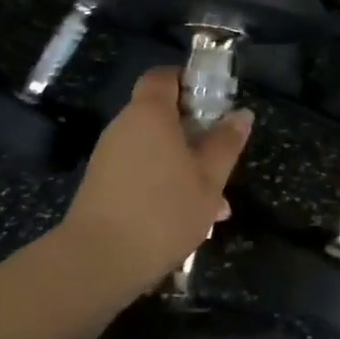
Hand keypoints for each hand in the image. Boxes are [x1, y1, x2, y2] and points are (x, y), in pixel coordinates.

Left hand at [59, 68, 253, 297]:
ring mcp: (109, 158)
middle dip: (194, 131)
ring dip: (184, 164)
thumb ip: (226, 142)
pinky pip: (141, 172)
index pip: (163, 76)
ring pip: (155, 149)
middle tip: (222, 156)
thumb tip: (242, 113)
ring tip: (215, 202)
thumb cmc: (162, 211)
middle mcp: (124, 127)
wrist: (97, 262)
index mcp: (149, 114)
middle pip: (160, 115)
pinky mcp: (102, 187)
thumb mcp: (209, 178)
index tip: (214, 100)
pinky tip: (189, 219)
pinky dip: (164, 183)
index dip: (187, 80)